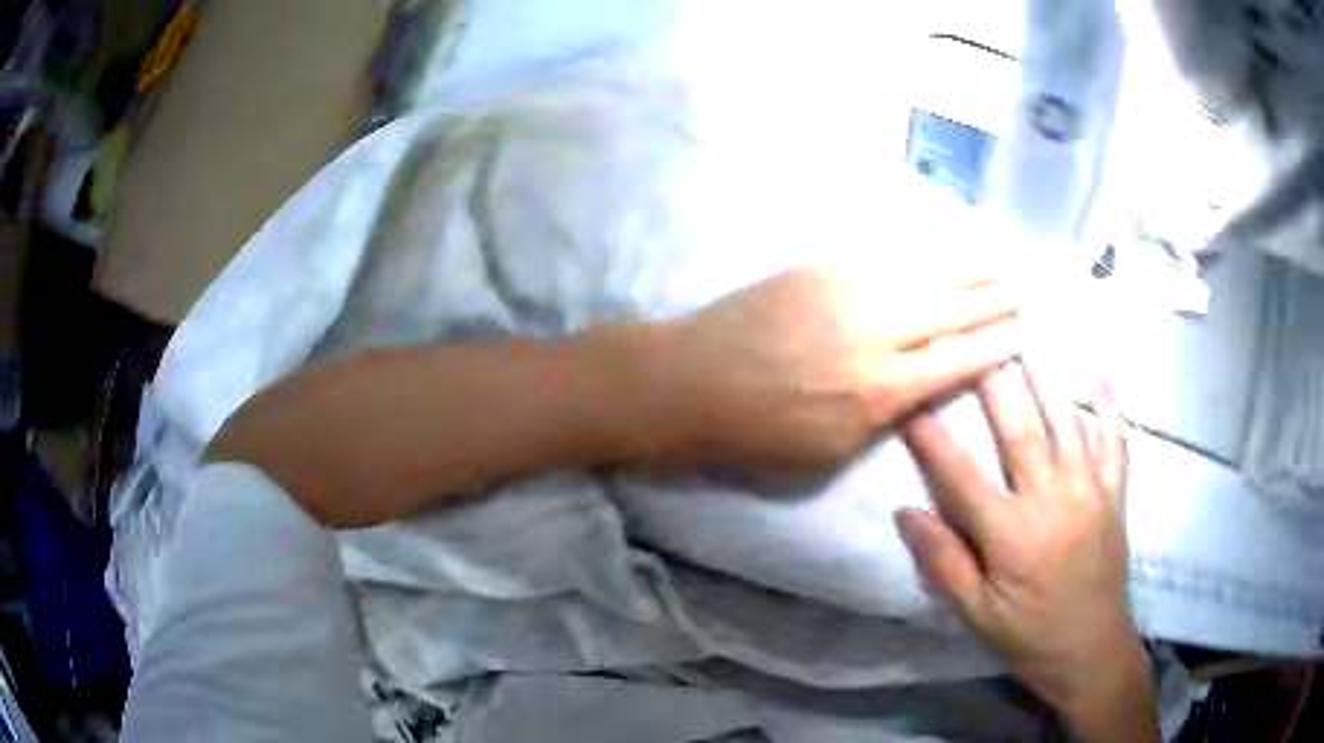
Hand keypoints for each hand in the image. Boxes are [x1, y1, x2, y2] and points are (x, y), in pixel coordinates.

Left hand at [662, 265, 1018, 468]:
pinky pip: (884, 254)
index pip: (955, 361)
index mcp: (881, 389)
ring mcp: (848, 291)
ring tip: (998, 261)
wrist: (693, 381)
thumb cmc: (759, 433)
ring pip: (923, 275)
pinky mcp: (822, 268)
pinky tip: (941, 246)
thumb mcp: (830, 451)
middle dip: (991, 301)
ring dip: (966, 268)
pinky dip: (919, 250)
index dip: (992, 346)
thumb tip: (918, 388)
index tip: (1019, 334)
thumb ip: (884, 417)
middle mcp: (877, 333)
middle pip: (950, 311)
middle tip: (1021, 290)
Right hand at [896, 363, 1158, 741]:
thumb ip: (944, 562)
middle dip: (993, 382)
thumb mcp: (976, 614)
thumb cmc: (1028, 635)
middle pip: (1020, 430)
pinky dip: (1107, 405)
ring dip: (1045, 378)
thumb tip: (906, 511)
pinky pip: (1114, 440)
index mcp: (1011, 534)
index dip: (931, 436)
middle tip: (975, 339)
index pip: (961, 475)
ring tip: (1025, 338)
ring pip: (1067, 422)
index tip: (910, 400)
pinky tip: (1098, 375)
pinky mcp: (1114, 494)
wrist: (1091, 650)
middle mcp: (1052, 500)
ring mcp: (1090, 491)